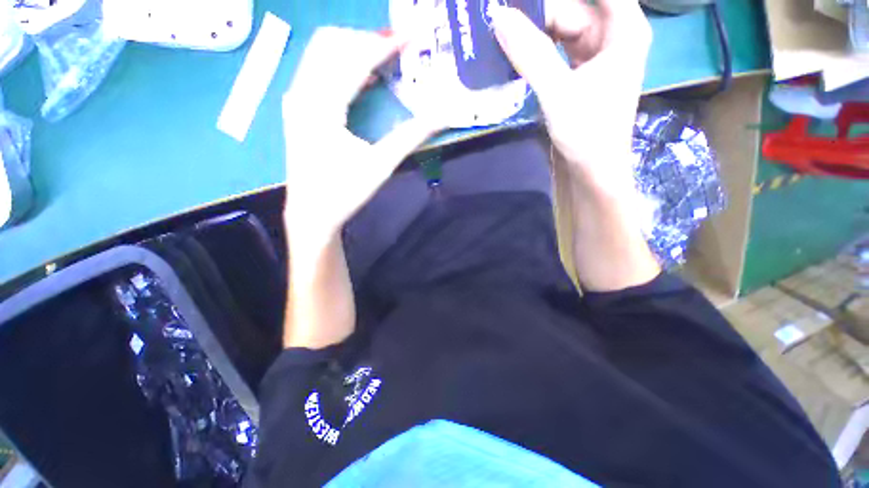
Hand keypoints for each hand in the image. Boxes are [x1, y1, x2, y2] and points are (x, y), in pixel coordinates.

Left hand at [282, 27, 441, 249]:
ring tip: (384, 58)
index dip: (384, 43)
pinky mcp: (298, 108)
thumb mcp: (380, 166)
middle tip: (398, 48)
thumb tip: (442, 116)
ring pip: (320, 52)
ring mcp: (296, 99)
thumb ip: (411, 136)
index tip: (411, 36)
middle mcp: (302, 93)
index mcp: (321, 107)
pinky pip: (317, 70)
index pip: (353, 59)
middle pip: (331, 42)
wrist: (311, 214)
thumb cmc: (344, 193)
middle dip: (367, 38)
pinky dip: (342, 65)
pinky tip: (363, 77)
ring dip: (353, 49)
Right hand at [491, 0, 650, 188]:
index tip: (525, 1)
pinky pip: (559, 50)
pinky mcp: (581, 74)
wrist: (592, 170)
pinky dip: (540, 50)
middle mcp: (613, 35)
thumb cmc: (587, 132)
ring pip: (564, 29)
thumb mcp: (558, 91)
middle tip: (504, 16)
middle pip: (575, 8)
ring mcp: (596, 56)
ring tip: (506, 32)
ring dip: (537, 30)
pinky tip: (519, 52)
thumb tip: (499, 17)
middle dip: (541, 12)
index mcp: (624, 29)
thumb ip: (530, 54)